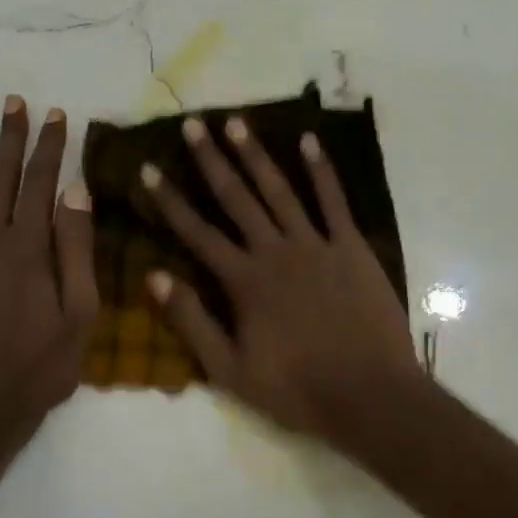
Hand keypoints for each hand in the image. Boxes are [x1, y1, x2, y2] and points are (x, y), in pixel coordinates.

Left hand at [0, 95, 97, 444]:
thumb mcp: (81, 312)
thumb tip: (75, 192)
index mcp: (30, 249)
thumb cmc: (44, 364)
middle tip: (14, 102)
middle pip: (2, 179)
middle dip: (10, 138)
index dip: (50, 148)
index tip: (57, 116)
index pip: (42, 184)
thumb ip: (77, 250)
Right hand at [139, 115, 421, 446]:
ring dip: (256, 155)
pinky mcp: (351, 247)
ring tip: (236, 122)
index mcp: (243, 281)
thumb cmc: (296, 389)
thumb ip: (192, 321)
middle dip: (211, 160)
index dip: (169, 200)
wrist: (370, 395)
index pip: (197, 232)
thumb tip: (154, 277)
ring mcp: (316, 245)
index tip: (148, 168)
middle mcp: (275, 251)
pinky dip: (322, 170)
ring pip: (279, 191)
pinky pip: (334, 201)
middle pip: (236, 198)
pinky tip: (310, 141)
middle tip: (193, 124)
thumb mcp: (230, 369)